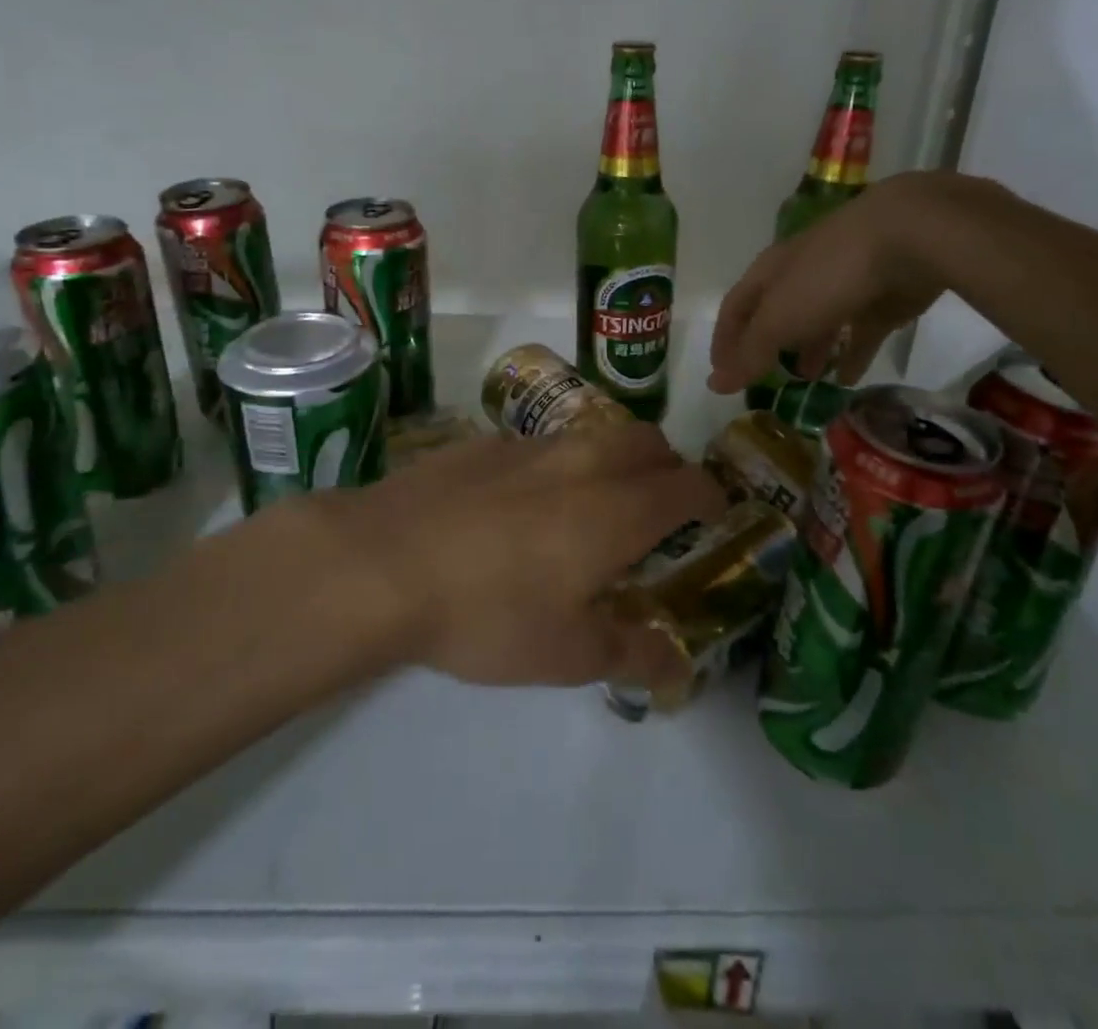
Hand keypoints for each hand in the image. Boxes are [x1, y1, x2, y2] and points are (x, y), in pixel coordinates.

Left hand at [309, 424, 724, 688]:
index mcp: (617, 509)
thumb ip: (632, 653)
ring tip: (593, 504)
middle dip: (667, 466)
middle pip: (647, 441)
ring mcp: (530, 445)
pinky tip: (522, 504)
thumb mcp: (566, 653)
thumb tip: (677, 662)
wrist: (383, 560)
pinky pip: (542, 443)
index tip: (714, 514)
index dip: (711, 497)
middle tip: (658, 507)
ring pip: (594, 435)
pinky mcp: (484, 443)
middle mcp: (583, 462)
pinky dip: (558, 464)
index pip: (687, 484)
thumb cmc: (487, 612)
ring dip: (613, 459)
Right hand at [709, 170, 979, 393]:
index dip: (725, 340)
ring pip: (818, 322)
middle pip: (777, 313)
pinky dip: (852, 355)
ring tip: (806, 382)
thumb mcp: (779, 320)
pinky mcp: (881, 298)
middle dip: (769, 345)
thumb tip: (714, 384)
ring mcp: (844, 284)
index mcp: (770, 272)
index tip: (721, 373)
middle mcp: (801, 275)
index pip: (735, 307)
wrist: (908, 238)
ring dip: (809, 350)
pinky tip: (847, 380)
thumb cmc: (827, 277)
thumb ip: (749, 354)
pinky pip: (860, 332)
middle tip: (766, 379)